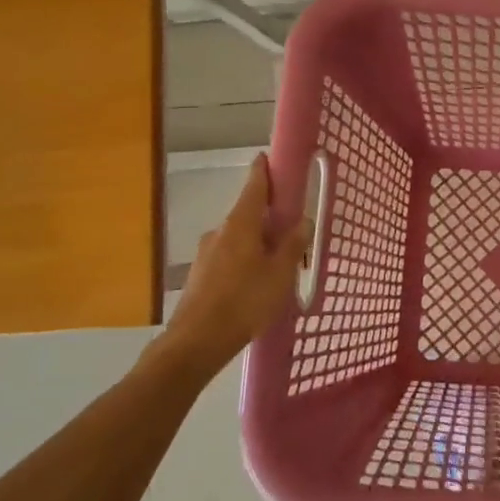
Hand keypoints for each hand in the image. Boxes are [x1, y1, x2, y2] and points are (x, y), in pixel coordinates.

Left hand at [149, 155, 310, 382]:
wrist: (196, 342)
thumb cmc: (244, 302)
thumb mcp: (280, 274)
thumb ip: (293, 245)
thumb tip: (303, 221)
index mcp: (241, 224)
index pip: (254, 186)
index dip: (263, 171)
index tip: (268, 158)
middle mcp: (220, 231)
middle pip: (247, 214)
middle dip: (267, 218)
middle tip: (290, 231)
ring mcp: (206, 254)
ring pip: (238, 239)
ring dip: (256, 244)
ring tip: (276, 266)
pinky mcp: (200, 276)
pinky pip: (228, 259)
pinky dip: (243, 262)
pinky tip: (254, 285)